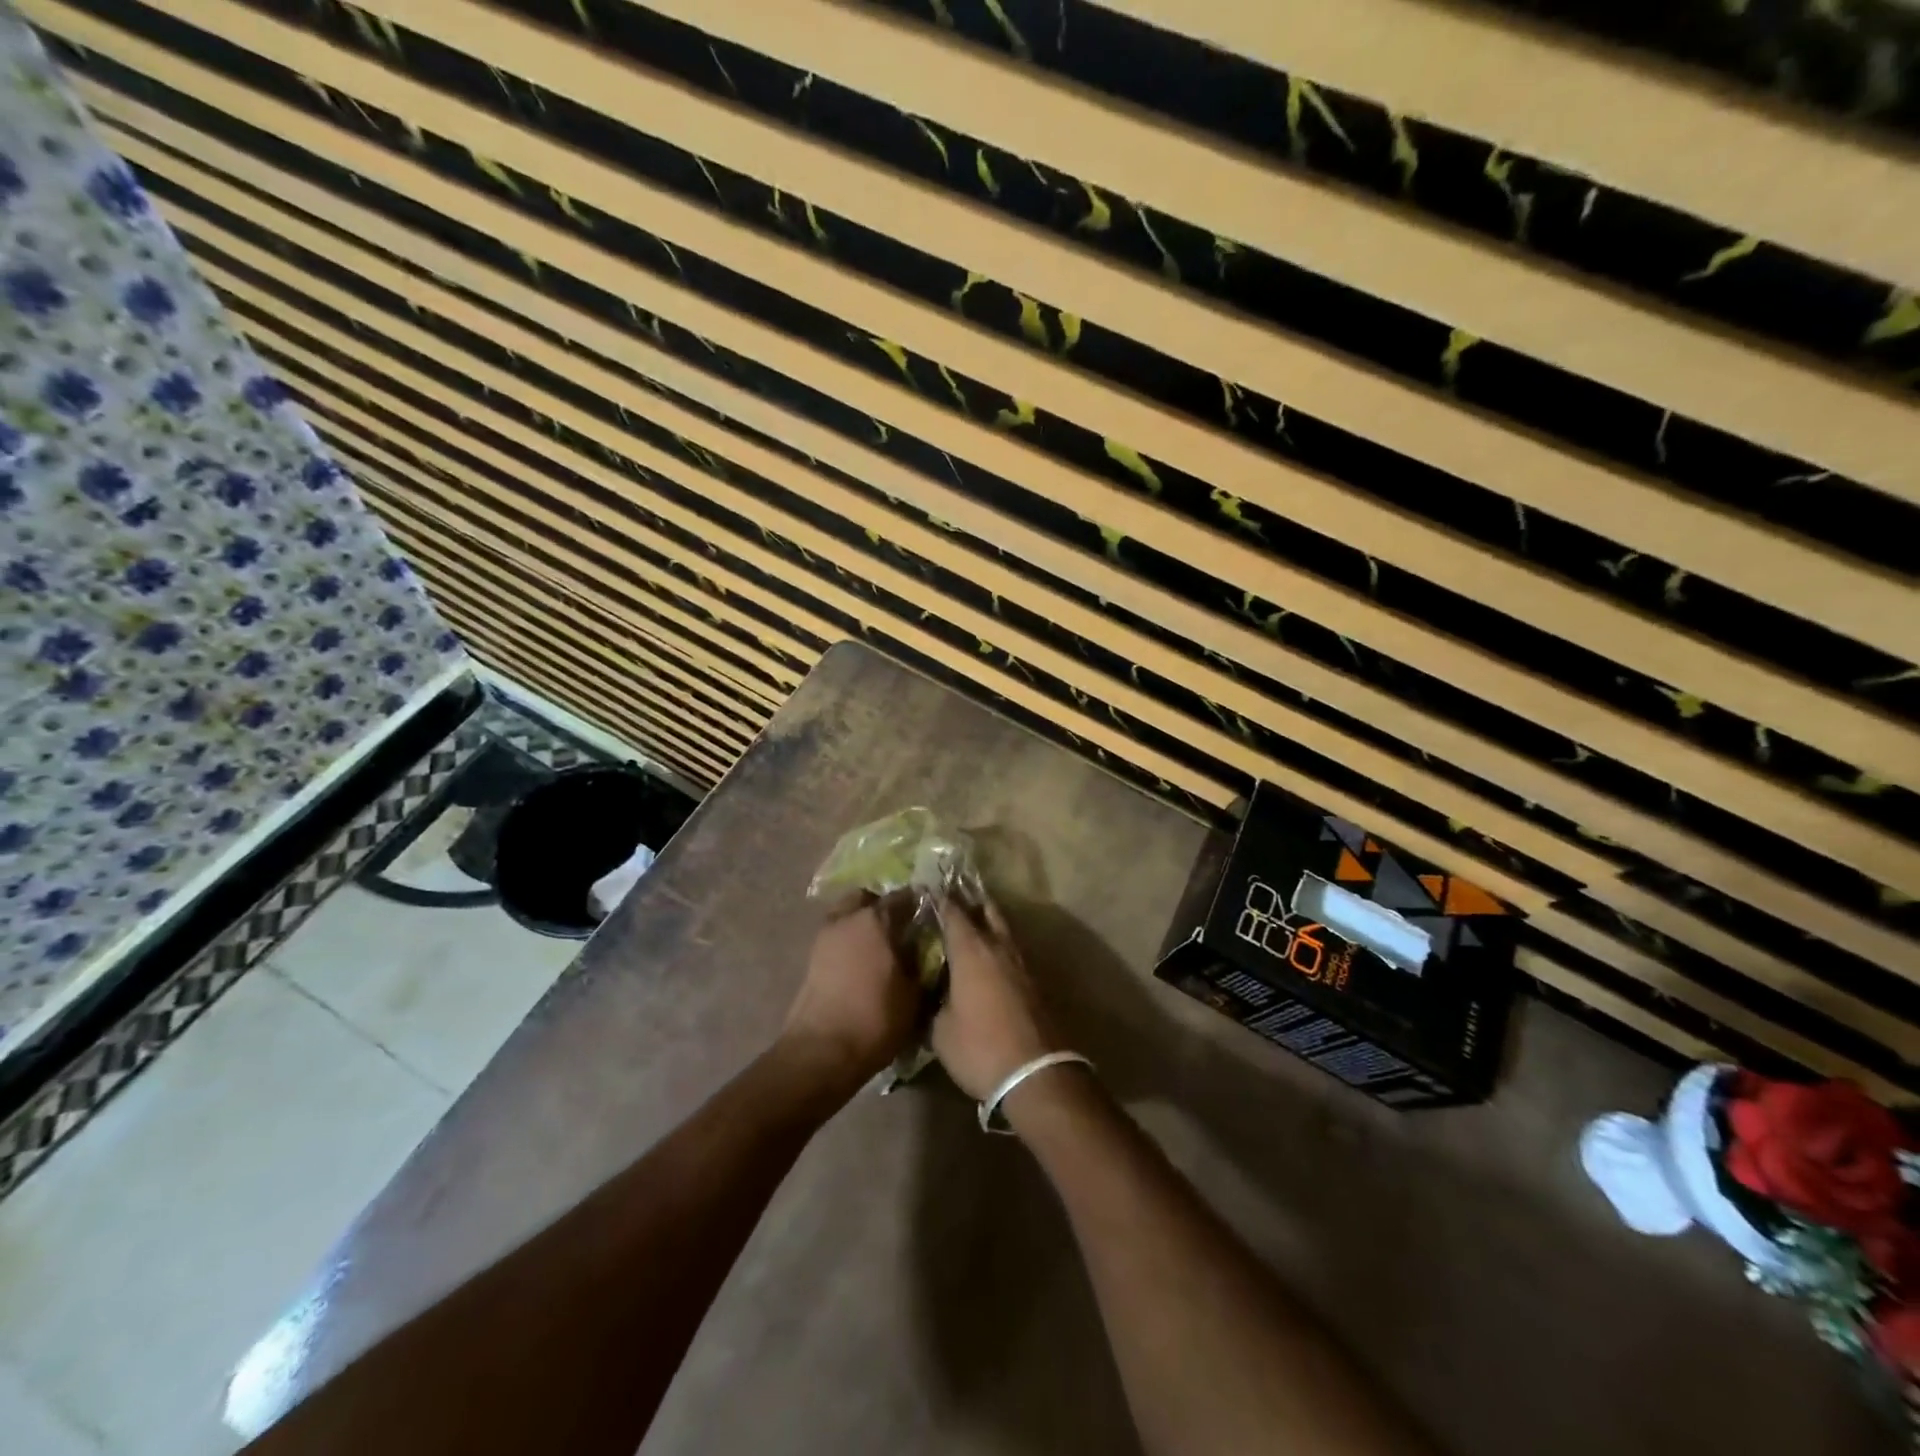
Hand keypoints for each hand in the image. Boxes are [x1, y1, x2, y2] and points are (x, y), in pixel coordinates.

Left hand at [780, 893, 918, 1091]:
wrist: (821, 1051)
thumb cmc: (875, 1018)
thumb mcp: (914, 993)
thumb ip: (921, 963)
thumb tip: (926, 950)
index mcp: (876, 919)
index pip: (904, 896)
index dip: (919, 904)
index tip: (931, 916)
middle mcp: (847, 918)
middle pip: (867, 898)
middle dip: (883, 907)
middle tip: (901, 928)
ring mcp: (824, 936)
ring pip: (847, 915)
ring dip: (862, 924)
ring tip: (881, 948)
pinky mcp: (811, 958)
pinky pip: (836, 937)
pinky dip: (849, 942)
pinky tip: (863, 964)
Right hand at [930, 896, 1057, 1100]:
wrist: (1036, 1073)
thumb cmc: (980, 1047)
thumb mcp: (940, 1030)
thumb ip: (933, 1002)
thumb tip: (932, 992)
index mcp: (972, 950)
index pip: (952, 912)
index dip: (939, 900)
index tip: (926, 892)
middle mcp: (998, 947)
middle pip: (986, 911)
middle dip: (969, 903)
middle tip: (951, 901)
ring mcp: (1021, 963)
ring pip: (1002, 931)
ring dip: (986, 925)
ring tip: (968, 929)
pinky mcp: (1034, 983)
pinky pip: (1011, 953)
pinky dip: (997, 949)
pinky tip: (986, 962)